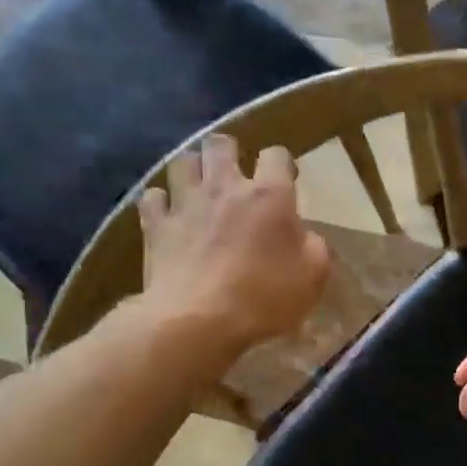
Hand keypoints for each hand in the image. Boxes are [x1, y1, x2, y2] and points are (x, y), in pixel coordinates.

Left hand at [137, 134, 329, 354]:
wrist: (198, 321)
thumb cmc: (265, 298)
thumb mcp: (313, 277)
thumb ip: (313, 247)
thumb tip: (303, 236)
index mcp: (269, 195)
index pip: (276, 155)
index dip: (282, 163)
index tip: (286, 180)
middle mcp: (225, 187)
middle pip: (220, 144)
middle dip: (229, 151)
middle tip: (235, 172)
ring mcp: (186, 203)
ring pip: (183, 162)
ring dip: (193, 169)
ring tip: (199, 185)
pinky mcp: (156, 225)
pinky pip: (153, 197)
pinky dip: (161, 202)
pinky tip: (168, 213)